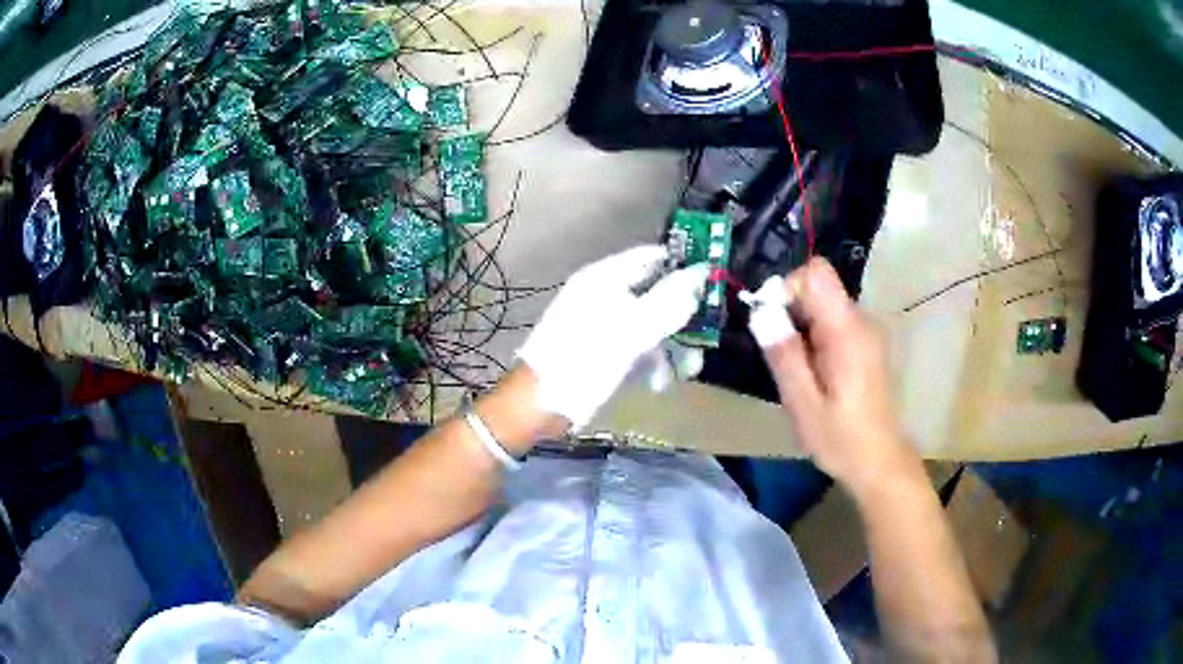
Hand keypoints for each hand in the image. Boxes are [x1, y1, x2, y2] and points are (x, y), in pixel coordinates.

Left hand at [517, 245, 708, 428]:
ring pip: (650, 324)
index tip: (714, 285)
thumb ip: (669, 301)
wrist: (539, 405)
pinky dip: (651, 361)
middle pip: (655, 293)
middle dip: (682, 318)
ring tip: (687, 371)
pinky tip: (660, 383)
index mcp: (605, 278)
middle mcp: (605, 294)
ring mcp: (602, 323)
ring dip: (672, 346)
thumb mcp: (632, 330)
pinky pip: (636, 347)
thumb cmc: (584, 361)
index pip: (653, 257)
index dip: (684, 267)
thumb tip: (700, 272)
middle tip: (705, 338)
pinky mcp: (602, 350)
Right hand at [752, 258, 918, 494]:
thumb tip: (761, 312)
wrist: (881, 462)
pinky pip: (834, 324)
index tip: (772, 324)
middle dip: (791, 313)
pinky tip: (814, 376)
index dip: (788, 287)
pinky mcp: (867, 345)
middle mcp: (861, 321)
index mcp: (847, 331)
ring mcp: (867, 332)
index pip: (816, 273)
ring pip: (824, 306)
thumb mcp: (803, 403)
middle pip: (819, 288)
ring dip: (801, 329)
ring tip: (796, 373)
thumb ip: (784, 355)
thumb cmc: (841, 438)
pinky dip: (815, 339)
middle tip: (780, 358)